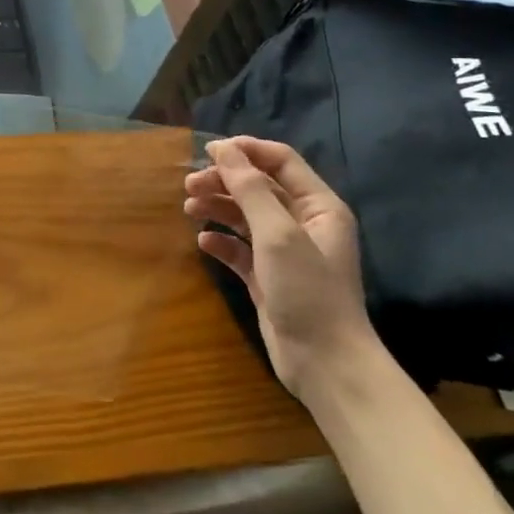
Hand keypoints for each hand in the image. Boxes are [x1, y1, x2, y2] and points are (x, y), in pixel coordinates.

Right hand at [184, 138, 378, 403]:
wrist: (325, 364)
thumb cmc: (308, 290)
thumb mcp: (278, 233)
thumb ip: (250, 188)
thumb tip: (223, 149)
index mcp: (319, 206)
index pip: (281, 161)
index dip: (246, 151)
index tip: (207, 151)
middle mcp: (304, 224)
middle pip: (259, 187)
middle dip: (224, 181)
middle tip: (189, 184)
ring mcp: (285, 253)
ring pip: (246, 216)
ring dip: (218, 207)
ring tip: (189, 208)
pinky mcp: (268, 279)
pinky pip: (240, 250)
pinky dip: (221, 242)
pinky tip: (204, 242)